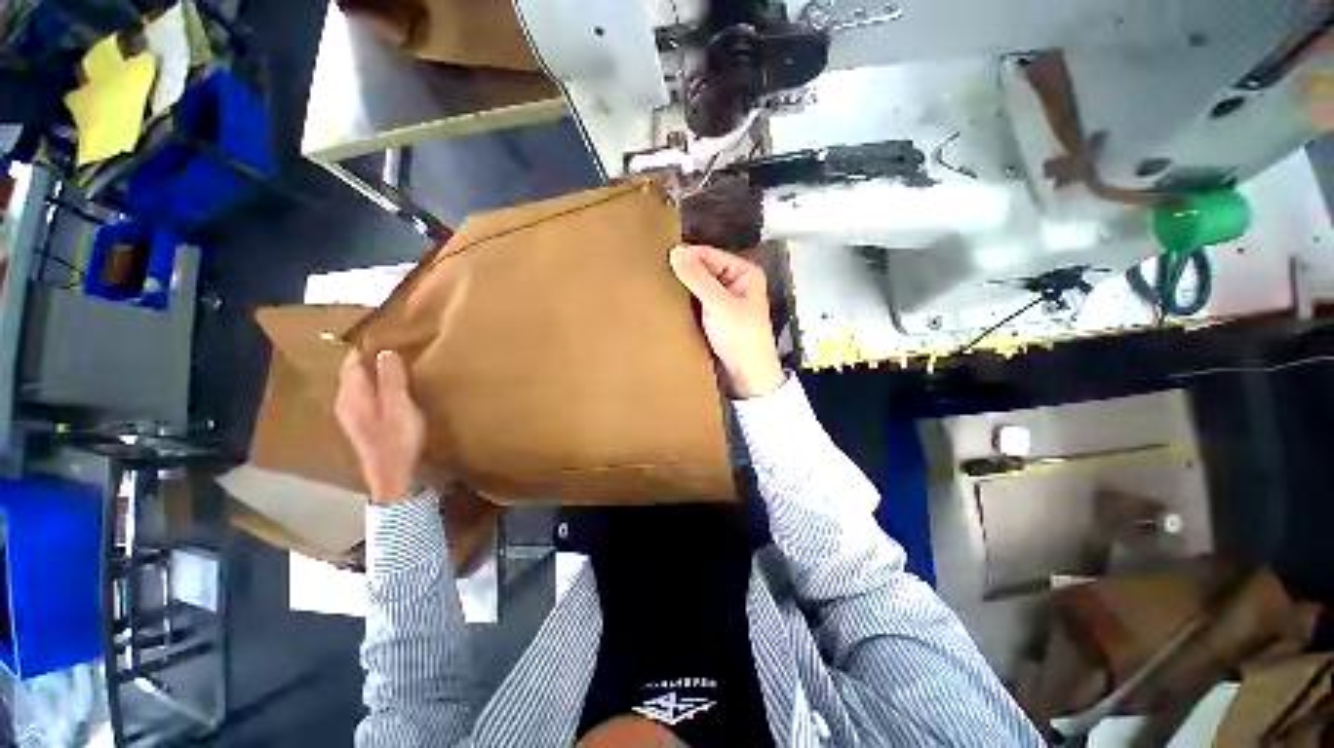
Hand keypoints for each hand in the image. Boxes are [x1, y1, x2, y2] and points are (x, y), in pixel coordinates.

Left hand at [335, 350, 426, 503]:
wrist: (394, 475)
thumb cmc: (398, 438)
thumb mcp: (399, 406)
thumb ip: (391, 379)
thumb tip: (384, 351)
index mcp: (352, 394)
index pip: (352, 362)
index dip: (365, 346)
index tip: (383, 331)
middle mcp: (345, 401)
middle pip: (353, 372)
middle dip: (368, 358)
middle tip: (392, 344)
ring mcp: (352, 415)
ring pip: (358, 385)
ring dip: (372, 373)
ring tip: (393, 363)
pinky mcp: (362, 424)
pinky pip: (365, 395)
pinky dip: (375, 386)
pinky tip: (390, 388)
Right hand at [669, 244, 784, 398]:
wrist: (747, 376)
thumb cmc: (743, 339)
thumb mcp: (719, 304)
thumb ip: (697, 278)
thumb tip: (676, 252)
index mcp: (744, 272)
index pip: (709, 254)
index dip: (687, 256)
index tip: (662, 260)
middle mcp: (734, 283)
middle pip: (702, 270)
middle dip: (683, 273)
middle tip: (656, 275)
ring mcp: (723, 301)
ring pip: (696, 287)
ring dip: (681, 290)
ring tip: (659, 289)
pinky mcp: (713, 318)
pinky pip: (695, 303)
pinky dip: (683, 304)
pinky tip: (669, 305)